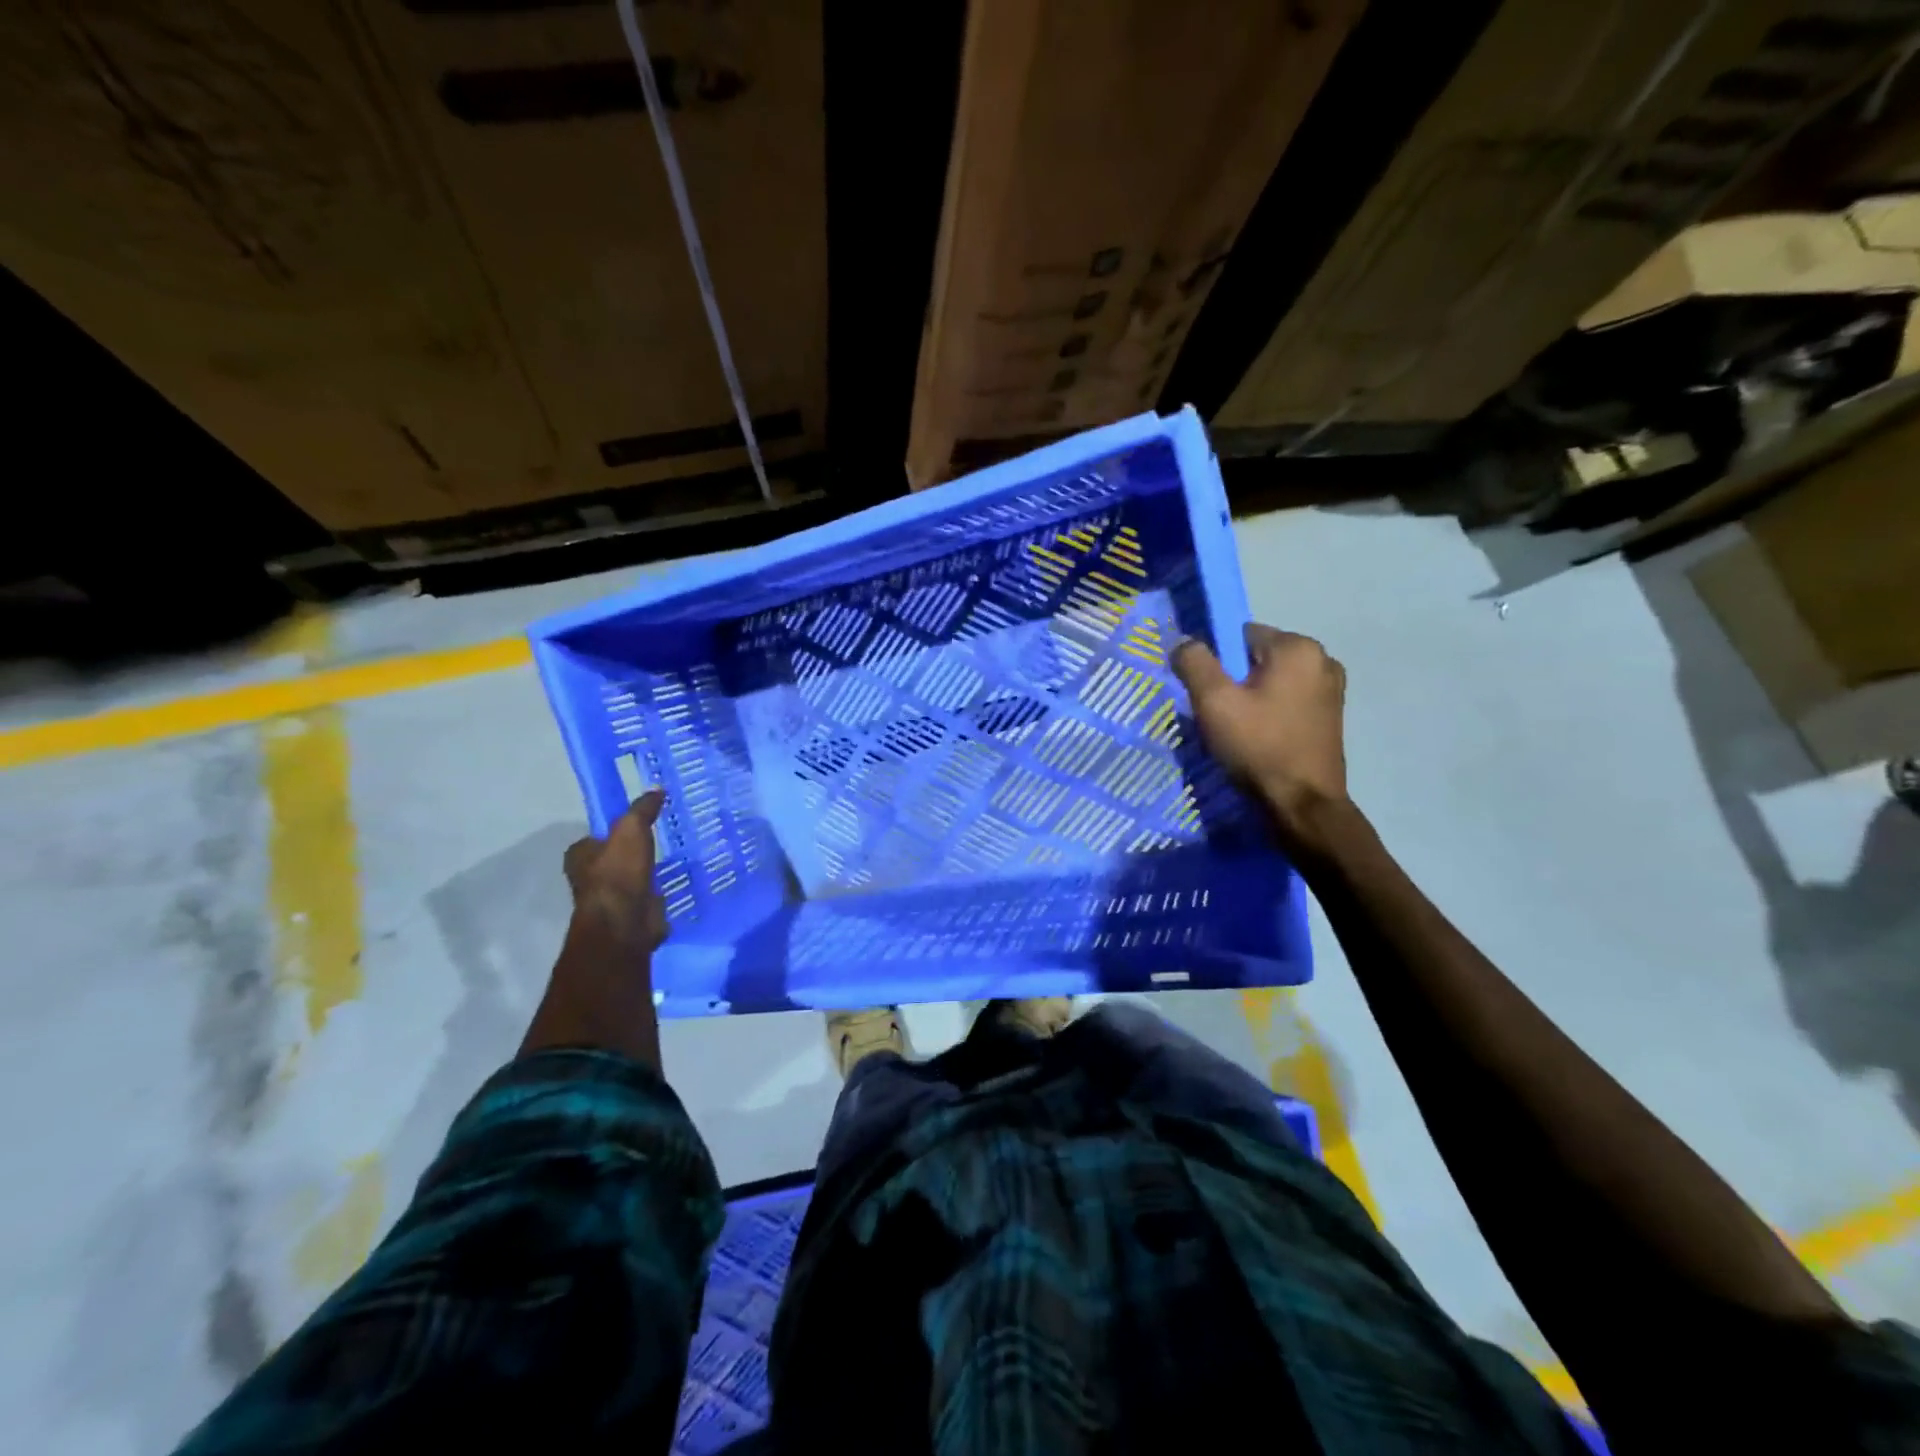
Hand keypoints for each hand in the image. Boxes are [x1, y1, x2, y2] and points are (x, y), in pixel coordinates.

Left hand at [562, 788, 668, 952]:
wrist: (625, 922)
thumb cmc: (619, 872)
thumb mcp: (631, 829)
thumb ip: (642, 809)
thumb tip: (657, 789)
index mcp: (580, 856)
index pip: (595, 838)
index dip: (614, 831)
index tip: (640, 824)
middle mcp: (590, 878)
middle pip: (614, 859)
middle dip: (633, 853)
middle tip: (660, 840)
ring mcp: (611, 899)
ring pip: (632, 879)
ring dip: (648, 874)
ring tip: (673, 860)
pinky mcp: (631, 915)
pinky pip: (647, 898)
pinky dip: (659, 893)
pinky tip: (676, 883)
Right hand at [1172, 624, 1349, 842]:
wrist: (1302, 805)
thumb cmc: (1258, 747)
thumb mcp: (1214, 701)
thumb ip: (1194, 662)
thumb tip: (1183, 642)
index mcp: (1298, 647)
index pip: (1240, 635)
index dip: (1217, 661)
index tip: (1208, 693)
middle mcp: (1323, 659)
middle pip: (1257, 658)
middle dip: (1235, 680)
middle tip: (1220, 716)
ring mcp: (1332, 689)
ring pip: (1273, 681)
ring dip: (1252, 698)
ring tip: (1238, 731)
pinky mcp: (1332, 716)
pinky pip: (1288, 701)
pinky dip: (1270, 713)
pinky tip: (1260, 739)